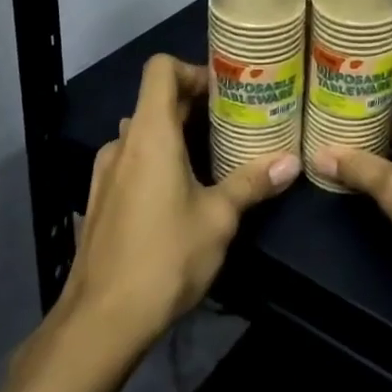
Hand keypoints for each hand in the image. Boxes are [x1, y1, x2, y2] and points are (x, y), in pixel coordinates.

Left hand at [60, 55, 298, 354]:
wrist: (100, 323)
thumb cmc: (164, 258)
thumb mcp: (219, 218)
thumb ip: (252, 183)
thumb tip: (292, 162)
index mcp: (150, 134)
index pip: (161, 69)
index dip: (193, 69)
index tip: (225, 92)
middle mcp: (123, 143)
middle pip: (156, 100)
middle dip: (196, 105)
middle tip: (236, 122)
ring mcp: (105, 172)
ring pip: (145, 133)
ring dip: (177, 134)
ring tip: (215, 156)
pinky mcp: (100, 200)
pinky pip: (133, 161)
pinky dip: (159, 160)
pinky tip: (183, 192)